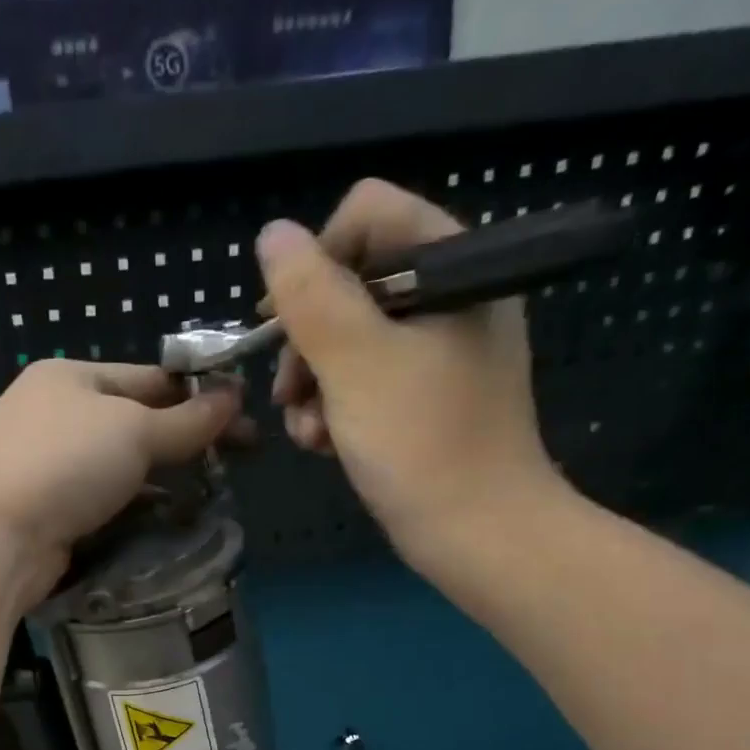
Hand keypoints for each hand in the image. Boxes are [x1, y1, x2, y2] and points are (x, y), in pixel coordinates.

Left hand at [0, 359, 242, 604]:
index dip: (198, 394)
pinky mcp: (47, 512)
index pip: (149, 377)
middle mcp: (55, 415)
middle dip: (185, 439)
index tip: (243, 418)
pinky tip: (166, 518)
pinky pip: (104, 502)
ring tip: (211, 491)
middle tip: (238, 459)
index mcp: (70, 377)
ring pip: (120, 466)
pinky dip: (135, 507)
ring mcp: (47, 466)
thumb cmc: (63, 463)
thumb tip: (234, 398)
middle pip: (135, 422)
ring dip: (163, 476)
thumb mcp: (133, 430)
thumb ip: (186, 419)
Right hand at [259, 179, 568, 578]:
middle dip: (308, 341)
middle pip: (351, 283)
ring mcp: (438, 351)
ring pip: (349, 340)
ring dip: (314, 385)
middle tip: (290, 392)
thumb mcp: (355, 362)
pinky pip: (365, 381)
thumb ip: (310, 294)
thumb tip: (272, 234)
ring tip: (309, 431)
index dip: (314, 262)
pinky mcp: (424, 397)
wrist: (476, 533)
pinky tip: (324, 445)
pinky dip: (336, 409)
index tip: (282, 323)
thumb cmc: (420, 442)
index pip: (367, 216)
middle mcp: (448, 296)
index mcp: (451, 265)